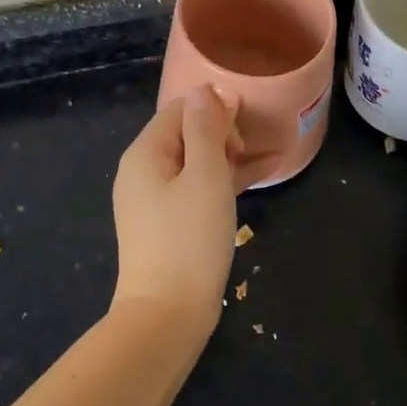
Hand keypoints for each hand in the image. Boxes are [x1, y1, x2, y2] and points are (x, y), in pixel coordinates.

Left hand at [111, 86, 237, 326]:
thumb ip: (206, 129)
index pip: (180, 109)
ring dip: (227, 157)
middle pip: (185, 133)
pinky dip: (222, 182)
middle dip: (221, 134)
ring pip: (194, 162)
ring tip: (263, 160)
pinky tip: (258, 180)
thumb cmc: (189, 239)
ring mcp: (152, 200)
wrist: (167, 315)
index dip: (214, 111)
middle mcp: (142, 171)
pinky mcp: (166, 224)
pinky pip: (196, 188)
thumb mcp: (205, 176)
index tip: (242, 133)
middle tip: (245, 155)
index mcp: (145, 153)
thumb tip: (206, 90)